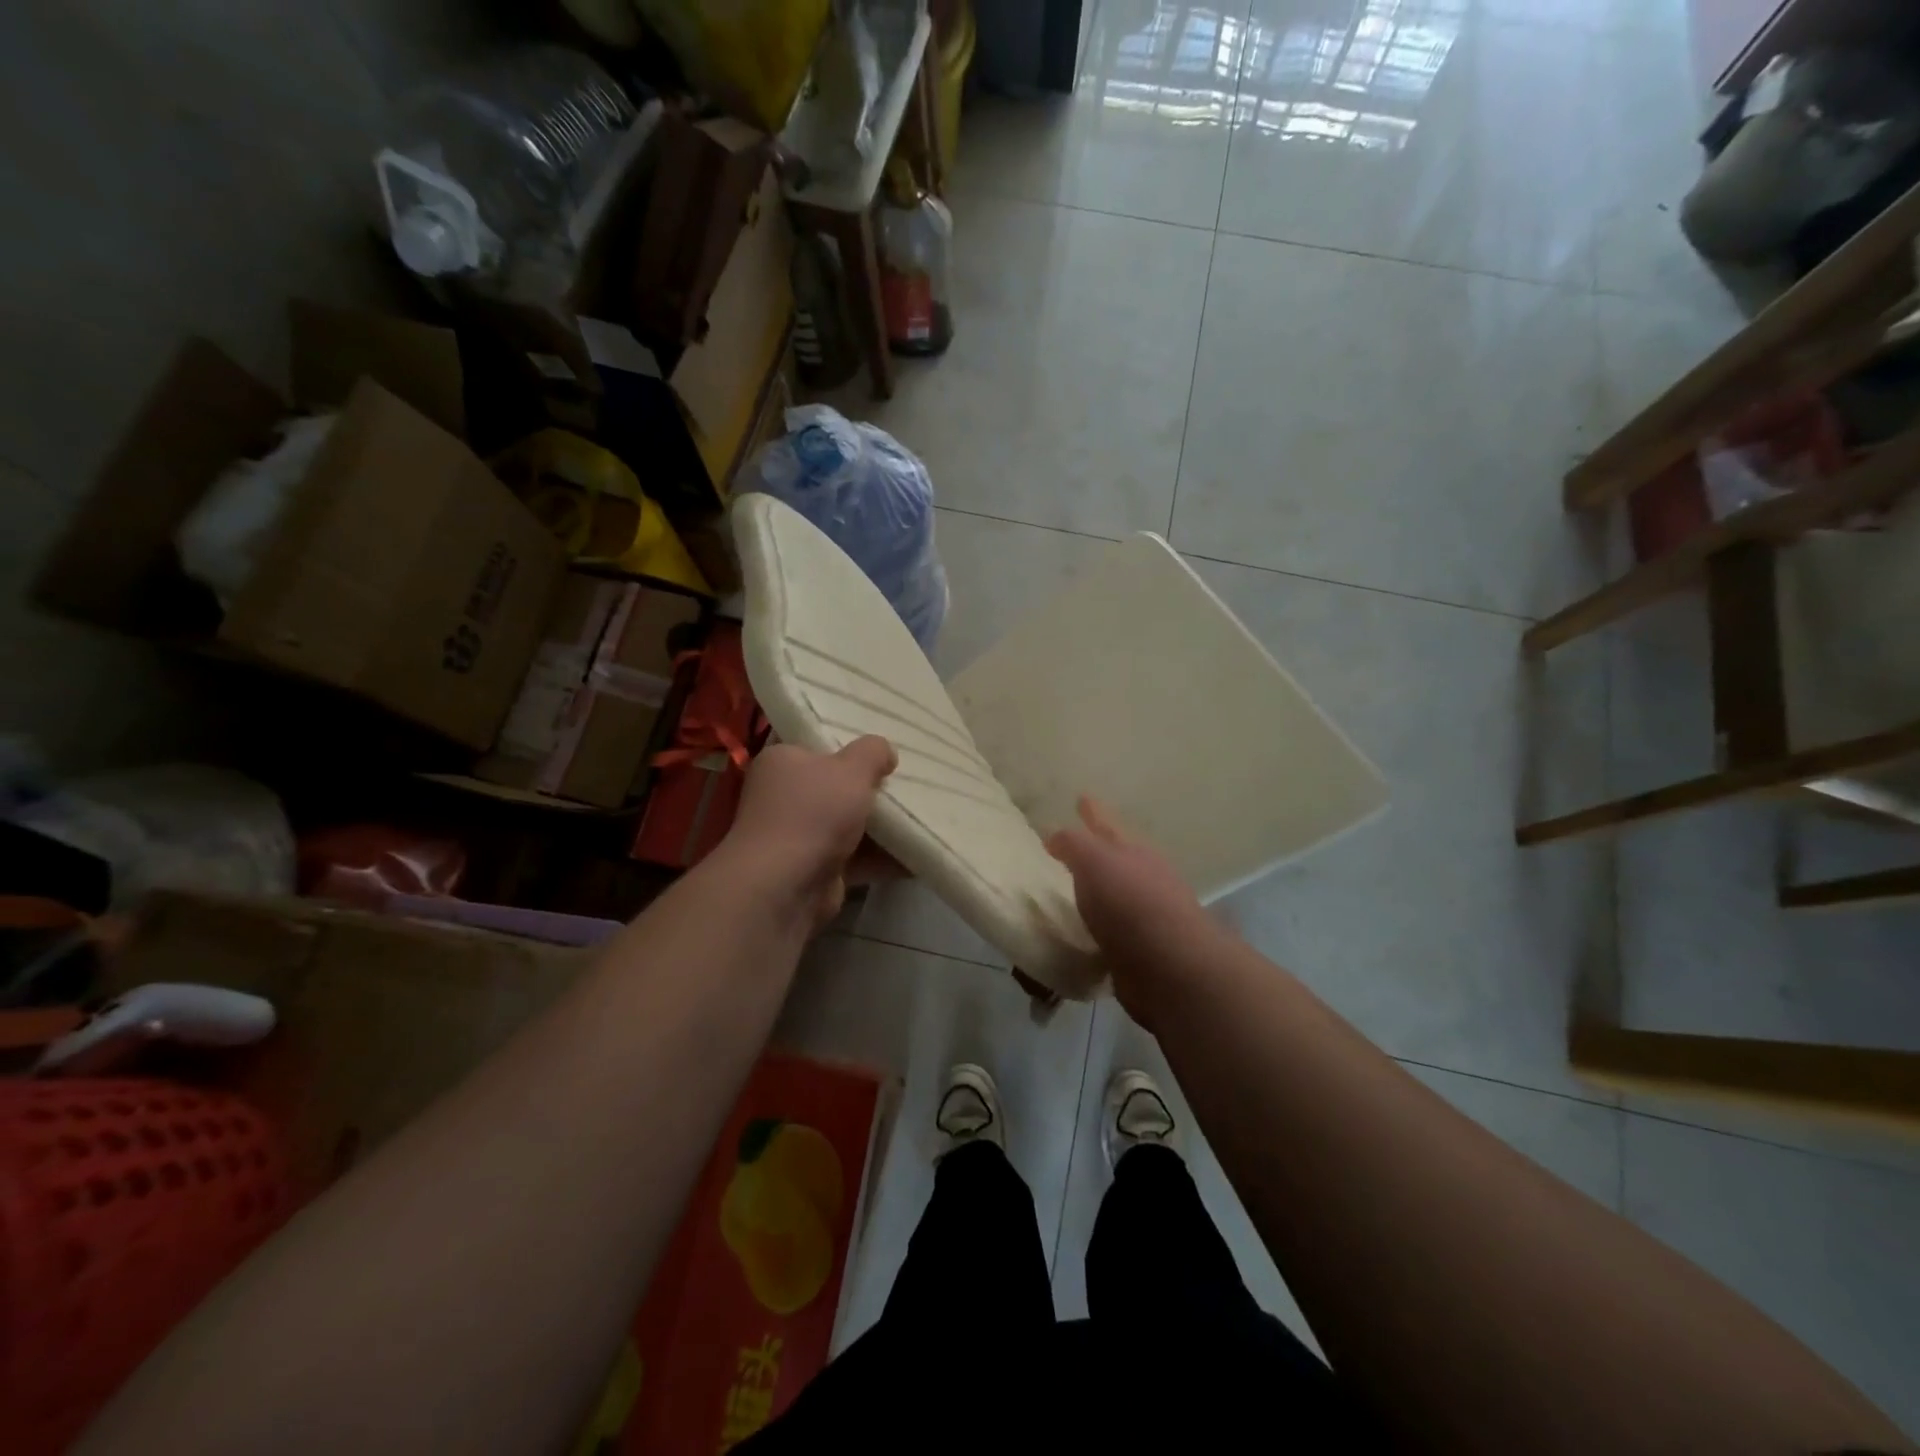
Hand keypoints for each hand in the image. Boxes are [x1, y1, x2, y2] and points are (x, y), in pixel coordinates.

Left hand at [720, 736, 898, 929]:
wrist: (785, 886)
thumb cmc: (814, 812)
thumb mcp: (852, 768)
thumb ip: (873, 752)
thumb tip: (885, 752)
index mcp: (782, 762)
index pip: (817, 748)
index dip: (850, 749)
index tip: (883, 753)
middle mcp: (783, 797)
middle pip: (835, 787)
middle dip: (870, 790)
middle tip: (907, 783)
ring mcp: (797, 836)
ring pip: (847, 824)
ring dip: (880, 826)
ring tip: (921, 815)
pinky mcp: (814, 870)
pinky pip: (855, 857)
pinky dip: (882, 857)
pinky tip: (916, 852)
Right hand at [1046, 797, 1215, 1027]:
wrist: (1171, 967)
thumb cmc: (1130, 902)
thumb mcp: (1094, 860)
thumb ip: (1072, 844)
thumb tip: (1053, 835)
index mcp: (1131, 851)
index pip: (1105, 823)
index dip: (1092, 811)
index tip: (1081, 797)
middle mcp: (1142, 878)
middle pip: (1116, 857)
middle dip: (1098, 850)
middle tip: (1072, 846)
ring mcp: (1145, 916)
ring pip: (1114, 895)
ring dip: (1097, 892)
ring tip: (1072, 891)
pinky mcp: (1139, 953)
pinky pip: (1109, 933)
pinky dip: (1096, 930)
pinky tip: (1080, 935)